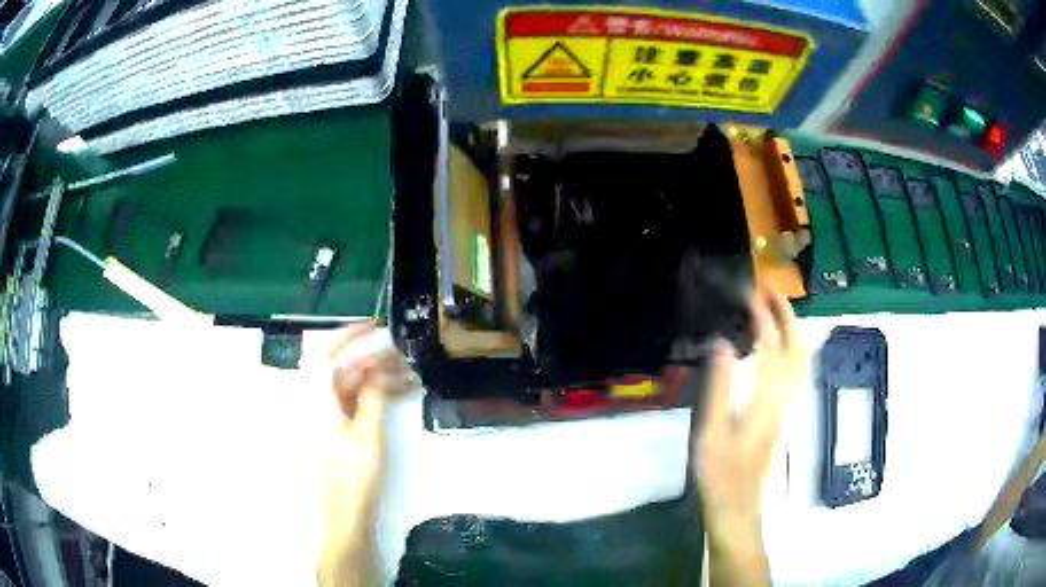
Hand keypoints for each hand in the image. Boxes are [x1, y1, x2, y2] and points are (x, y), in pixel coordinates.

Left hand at [319, 323, 417, 585]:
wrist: (347, 516)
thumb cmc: (354, 479)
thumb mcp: (369, 437)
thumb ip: (372, 398)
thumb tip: (379, 370)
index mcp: (321, 402)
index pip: (327, 355)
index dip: (347, 336)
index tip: (375, 327)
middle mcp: (324, 405)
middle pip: (346, 370)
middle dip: (375, 359)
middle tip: (406, 357)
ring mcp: (335, 419)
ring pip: (357, 387)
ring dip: (381, 379)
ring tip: (413, 377)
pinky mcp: (345, 431)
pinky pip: (361, 403)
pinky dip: (380, 396)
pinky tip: (404, 395)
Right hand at [694, 289, 804, 560]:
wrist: (738, 510)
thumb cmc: (719, 476)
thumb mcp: (710, 434)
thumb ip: (718, 388)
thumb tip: (722, 343)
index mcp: (766, 401)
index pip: (771, 348)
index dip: (763, 318)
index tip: (750, 294)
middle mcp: (783, 400)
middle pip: (797, 350)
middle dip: (788, 317)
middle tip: (771, 292)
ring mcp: (786, 409)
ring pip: (801, 362)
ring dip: (793, 331)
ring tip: (777, 312)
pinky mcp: (781, 417)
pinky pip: (795, 373)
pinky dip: (792, 350)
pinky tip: (779, 350)